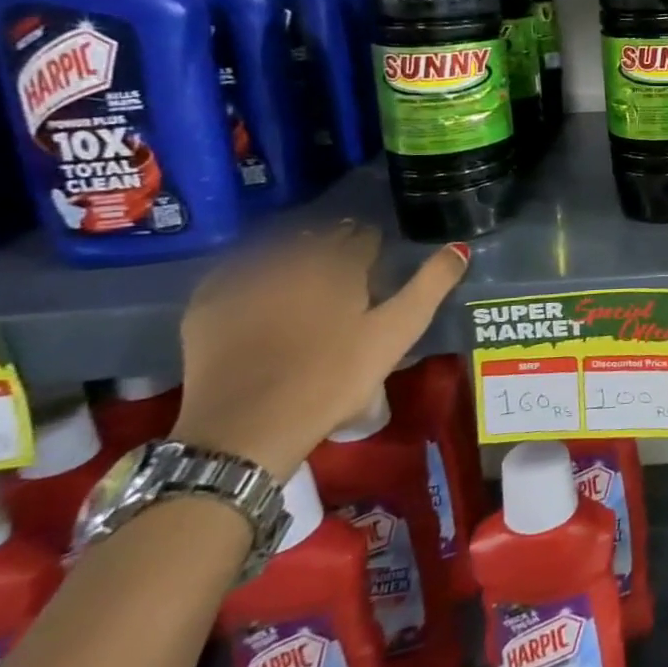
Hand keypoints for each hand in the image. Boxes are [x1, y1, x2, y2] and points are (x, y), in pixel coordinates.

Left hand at [172, 226, 469, 477]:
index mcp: (338, 264)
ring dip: (294, 253)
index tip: (377, 258)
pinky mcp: (208, 304)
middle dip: (335, 244)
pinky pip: (234, 272)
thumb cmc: (333, 379)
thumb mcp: (395, 335)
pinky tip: (257, 288)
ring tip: (304, 274)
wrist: (246, 429)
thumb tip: (459, 247)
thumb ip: (430, 287)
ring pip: (277, 249)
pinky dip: (250, 272)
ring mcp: (244, 279)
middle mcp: (290, 258)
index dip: (373, 245)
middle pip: (319, 238)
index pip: (362, 237)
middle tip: (344, 266)